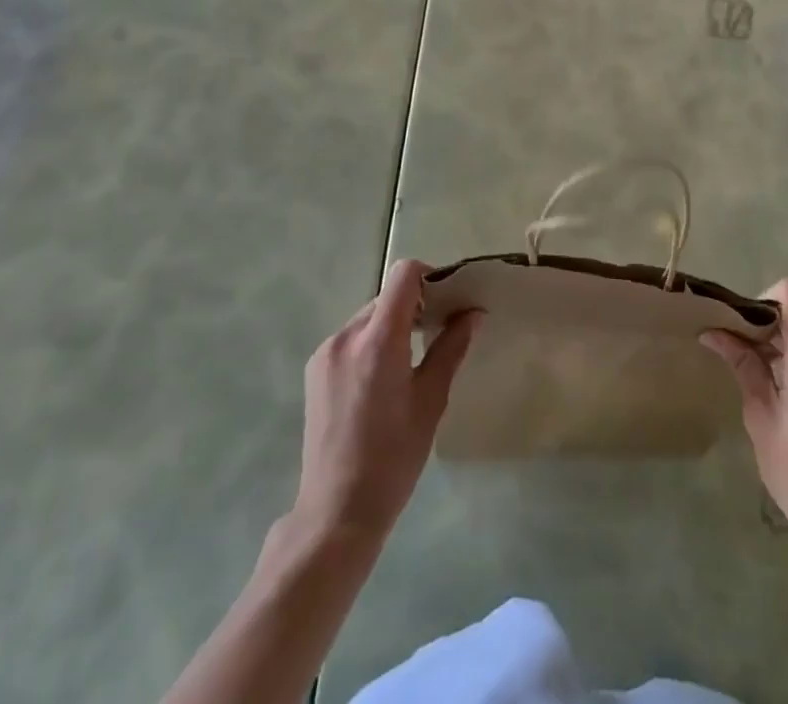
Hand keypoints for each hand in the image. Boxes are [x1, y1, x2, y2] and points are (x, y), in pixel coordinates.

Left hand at [291, 259, 477, 543]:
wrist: (336, 512)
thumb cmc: (394, 458)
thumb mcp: (431, 400)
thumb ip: (451, 348)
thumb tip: (472, 312)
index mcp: (378, 340)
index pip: (403, 276)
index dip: (428, 277)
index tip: (446, 301)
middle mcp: (346, 336)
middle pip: (386, 298)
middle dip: (413, 307)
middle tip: (436, 335)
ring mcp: (326, 352)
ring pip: (367, 318)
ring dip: (391, 326)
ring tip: (408, 364)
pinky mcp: (314, 370)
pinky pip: (350, 339)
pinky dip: (370, 344)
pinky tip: (379, 382)